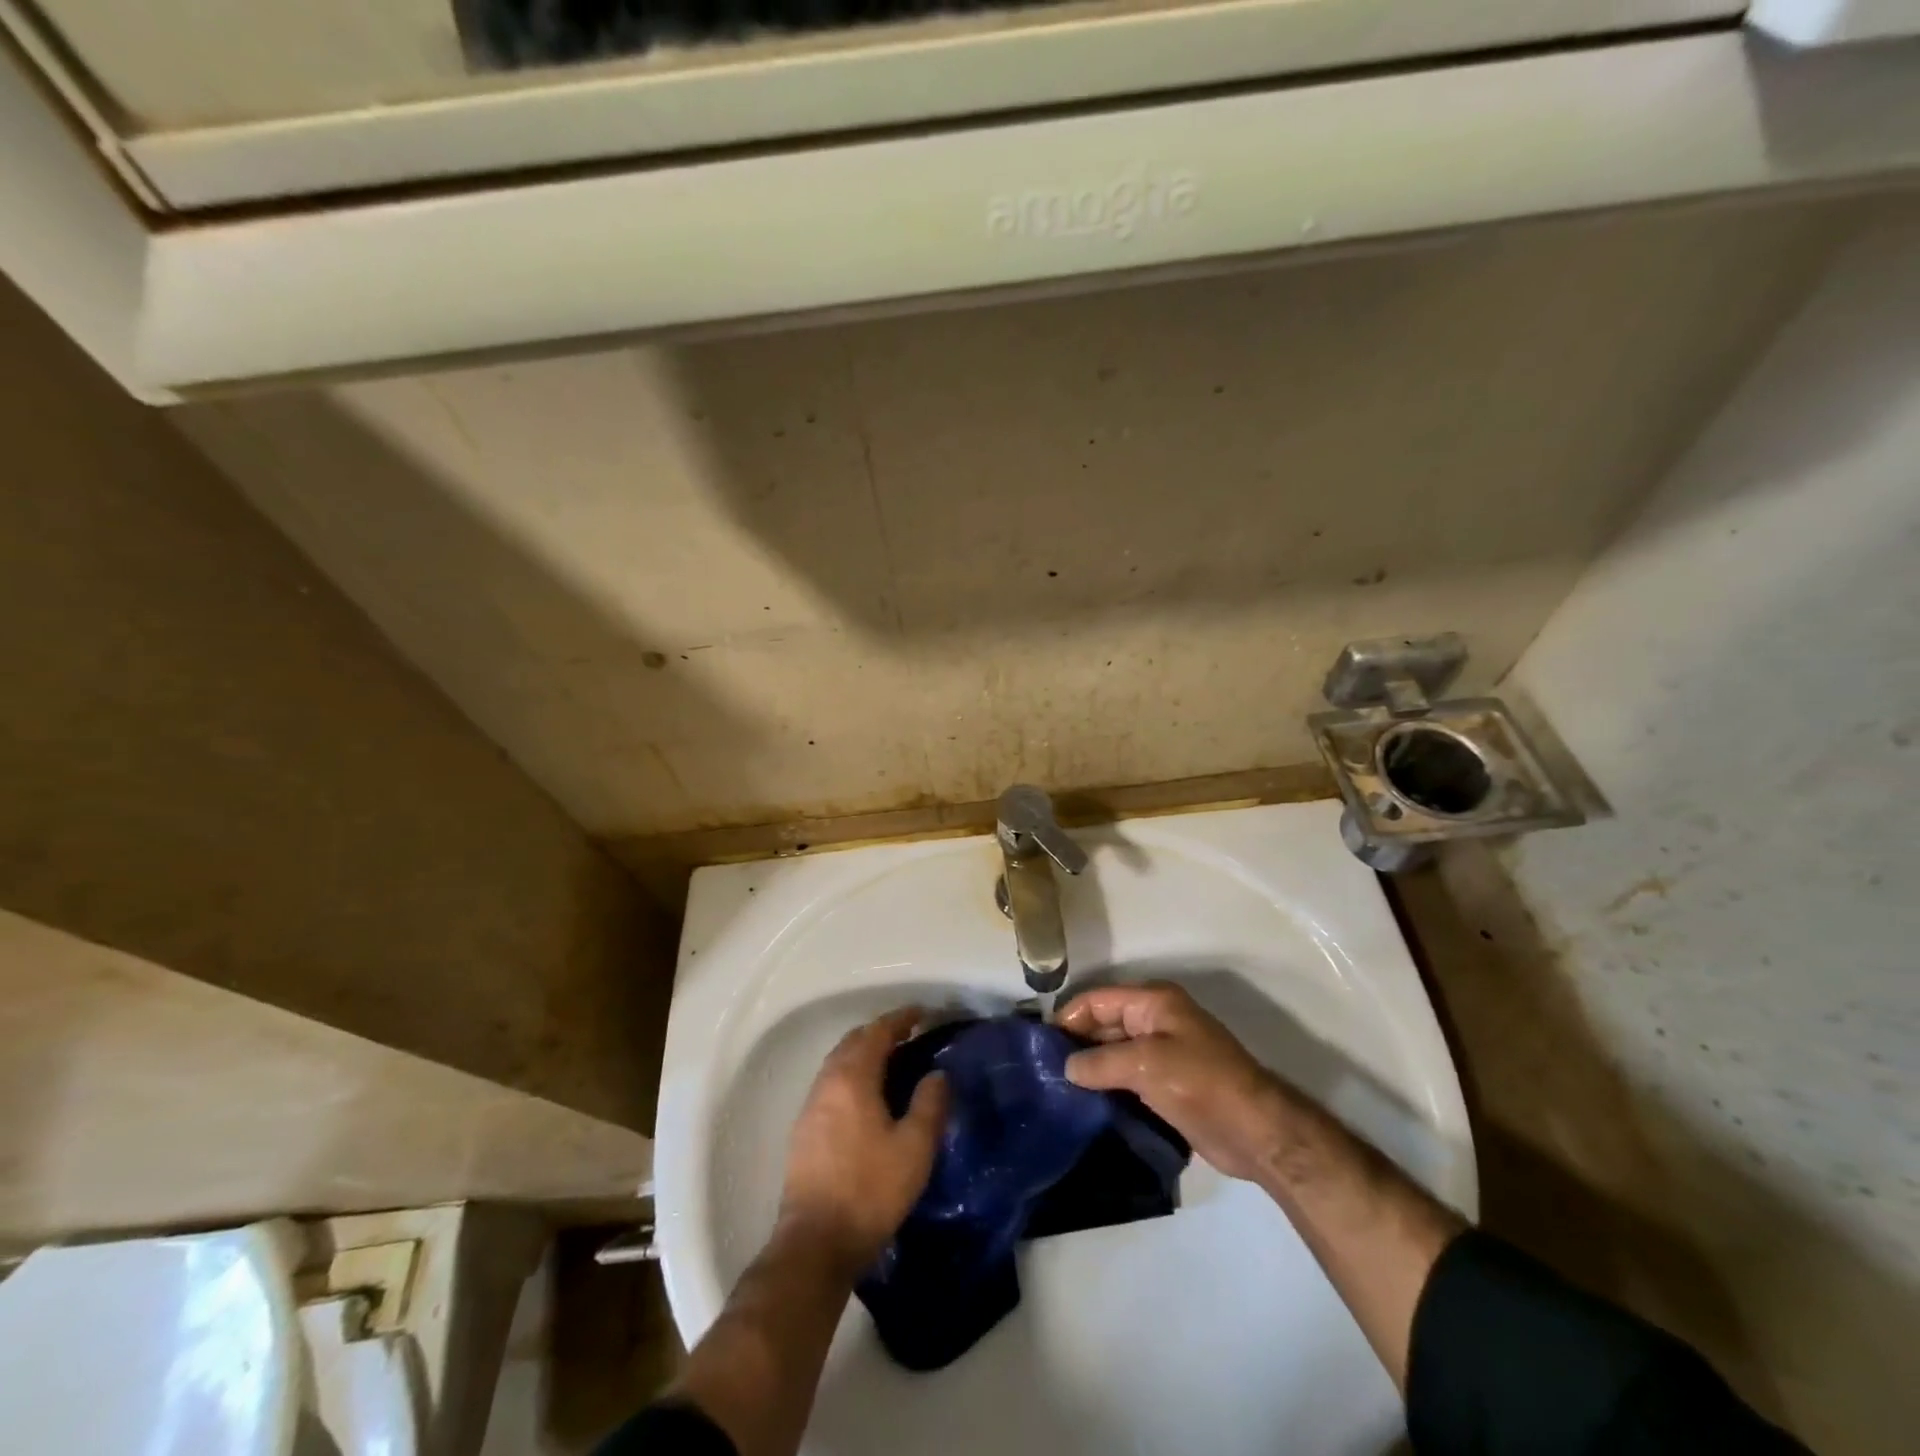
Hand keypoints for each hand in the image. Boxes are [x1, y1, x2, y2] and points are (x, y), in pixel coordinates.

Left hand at [778, 1007, 948, 1276]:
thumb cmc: (870, 1190)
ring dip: (863, 1053)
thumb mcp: (914, 1148)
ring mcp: (811, 1106)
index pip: (877, 1032)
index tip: (922, 1013)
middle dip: (880, 1032)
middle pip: (853, 1041)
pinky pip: (831, 1084)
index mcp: (852, 1078)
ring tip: (891, 1062)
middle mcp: (827, 1082)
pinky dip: (851, 1075)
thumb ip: (929, 1104)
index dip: (900, 1019)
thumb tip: (937, 1074)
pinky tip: (867, 1097)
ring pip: (838, 1063)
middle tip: (909, 1035)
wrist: (815, 1243)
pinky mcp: (803, 1131)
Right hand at [1059, 982, 1296, 1183]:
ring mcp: (1163, 1051)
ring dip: (1091, 1065)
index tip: (1040, 1045)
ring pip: (1114, 1050)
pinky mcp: (1167, 1082)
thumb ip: (1101, 1063)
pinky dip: (1107, 1083)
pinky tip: (1085, 1101)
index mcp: (1153, 1002)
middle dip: (1077, 1041)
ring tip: (1057, 1087)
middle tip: (1044, 1069)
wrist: (1254, 1131)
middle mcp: (1156, 1020)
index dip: (1069, 1017)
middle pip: (1104, 1022)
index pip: (1097, 999)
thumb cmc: (1200, 1083)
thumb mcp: (1146, 1065)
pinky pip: (1127, 1075)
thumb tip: (1066, 1067)